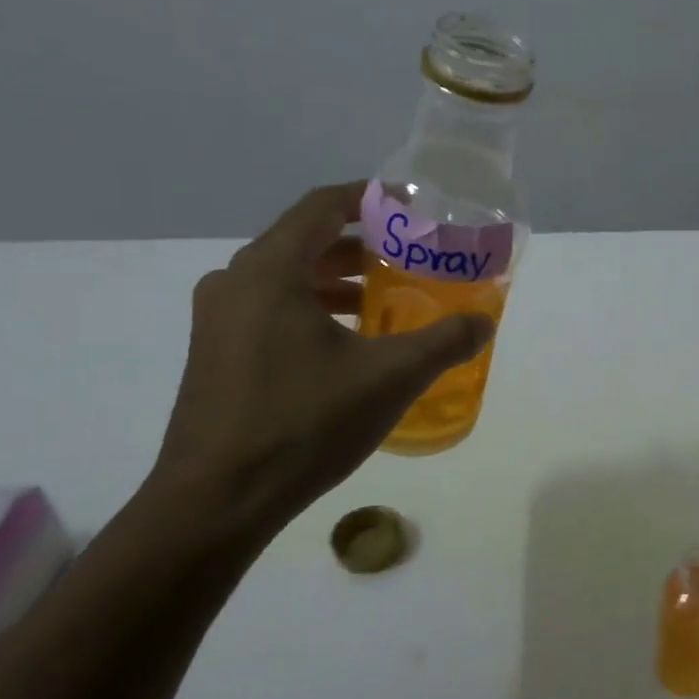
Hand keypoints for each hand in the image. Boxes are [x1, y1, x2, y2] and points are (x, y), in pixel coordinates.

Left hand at [151, 180, 492, 537]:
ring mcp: (218, 321)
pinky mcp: (215, 355)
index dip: (368, 197)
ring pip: (285, 279)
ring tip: (383, 299)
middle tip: (407, 256)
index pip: (321, 206)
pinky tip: (345, 344)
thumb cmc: (304, 424)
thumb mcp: (389, 378)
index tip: (408, 205)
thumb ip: (444, 342)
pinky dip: (312, 310)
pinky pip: (270, 310)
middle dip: (359, 244)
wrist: (217, 501)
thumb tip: (483, 323)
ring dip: (335, 281)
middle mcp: (234, 283)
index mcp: (270, 271)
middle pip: (303, 241)